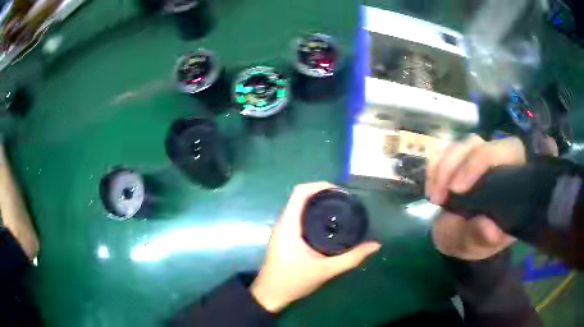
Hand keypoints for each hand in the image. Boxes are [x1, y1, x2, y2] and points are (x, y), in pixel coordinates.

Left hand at [251, 182, 380, 312]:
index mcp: (289, 225)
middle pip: (301, 196)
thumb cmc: (294, 281)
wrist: (270, 295)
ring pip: (299, 207)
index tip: (341, 191)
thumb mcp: (326, 270)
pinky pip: (298, 217)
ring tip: (340, 209)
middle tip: (345, 200)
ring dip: (317, 203)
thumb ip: (352, 258)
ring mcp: (282, 230)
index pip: (300, 192)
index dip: (320, 185)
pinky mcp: (284, 237)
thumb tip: (375, 245)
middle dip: (323, 194)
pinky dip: (313, 214)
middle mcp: (283, 222)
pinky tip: (328, 224)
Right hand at [426, 135, 526, 259]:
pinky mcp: (459, 158)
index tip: (456, 190)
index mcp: (513, 176)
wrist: (461, 237)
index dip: (478, 163)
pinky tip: (430, 190)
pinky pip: (442, 151)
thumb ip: (484, 238)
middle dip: (452, 166)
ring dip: (440, 170)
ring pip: (457, 146)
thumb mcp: (478, 245)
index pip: (503, 151)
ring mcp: (476, 155)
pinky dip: (432, 169)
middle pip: (475, 144)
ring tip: (433, 199)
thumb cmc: (476, 240)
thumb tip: (490, 228)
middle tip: (437, 199)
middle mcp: (496, 158)